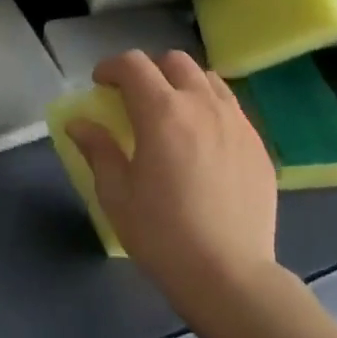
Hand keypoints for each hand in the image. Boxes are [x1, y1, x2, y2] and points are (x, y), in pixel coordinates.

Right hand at [67, 51, 279, 307]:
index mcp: (162, 112)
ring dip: (183, 84)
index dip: (112, 67)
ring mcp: (236, 122)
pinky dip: (210, 107)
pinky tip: (202, 141)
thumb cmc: (162, 234)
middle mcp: (202, 105)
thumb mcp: (117, 194)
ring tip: (172, 113)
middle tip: (135, 98)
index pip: (134, 65)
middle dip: (149, 70)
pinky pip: (231, 107)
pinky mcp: (257, 144)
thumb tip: (79, 123)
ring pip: (208, 79)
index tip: (101, 84)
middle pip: (175, 62)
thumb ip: (98, 149)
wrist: (229, 275)